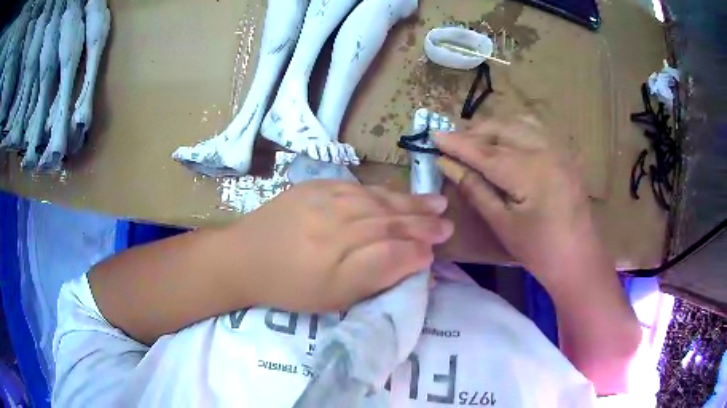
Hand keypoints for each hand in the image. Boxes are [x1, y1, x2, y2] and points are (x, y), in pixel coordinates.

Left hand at [230, 180, 452, 311]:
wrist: (243, 257)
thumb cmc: (289, 286)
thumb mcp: (334, 296)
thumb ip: (377, 274)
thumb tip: (417, 257)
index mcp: (341, 250)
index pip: (394, 244)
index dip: (420, 244)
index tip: (441, 244)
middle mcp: (337, 218)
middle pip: (390, 217)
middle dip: (422, 219)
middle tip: (447, 219)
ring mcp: (324, 198)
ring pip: (377, 199)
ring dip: (408, 201)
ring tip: (434, 202)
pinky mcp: (313, 187)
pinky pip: (355, 187)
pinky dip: (380, 191)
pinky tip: (394, 194)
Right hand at [434, 118, 601, 282]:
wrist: (579, 259)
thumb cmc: (539, 250)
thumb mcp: (502, 224)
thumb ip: (475, 189)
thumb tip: (447, 165)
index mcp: (529, 172)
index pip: (484, 151)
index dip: (456, 143)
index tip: (433, 135)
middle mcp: (545, 150)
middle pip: (501, 129)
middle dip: (473, 132)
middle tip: (452, 142)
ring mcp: (558, 148)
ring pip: (518, 122)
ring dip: (494, 128)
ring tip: (477, 140)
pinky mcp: (565, 153)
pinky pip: (536, 128)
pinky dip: (515, 128)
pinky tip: (507, 141)